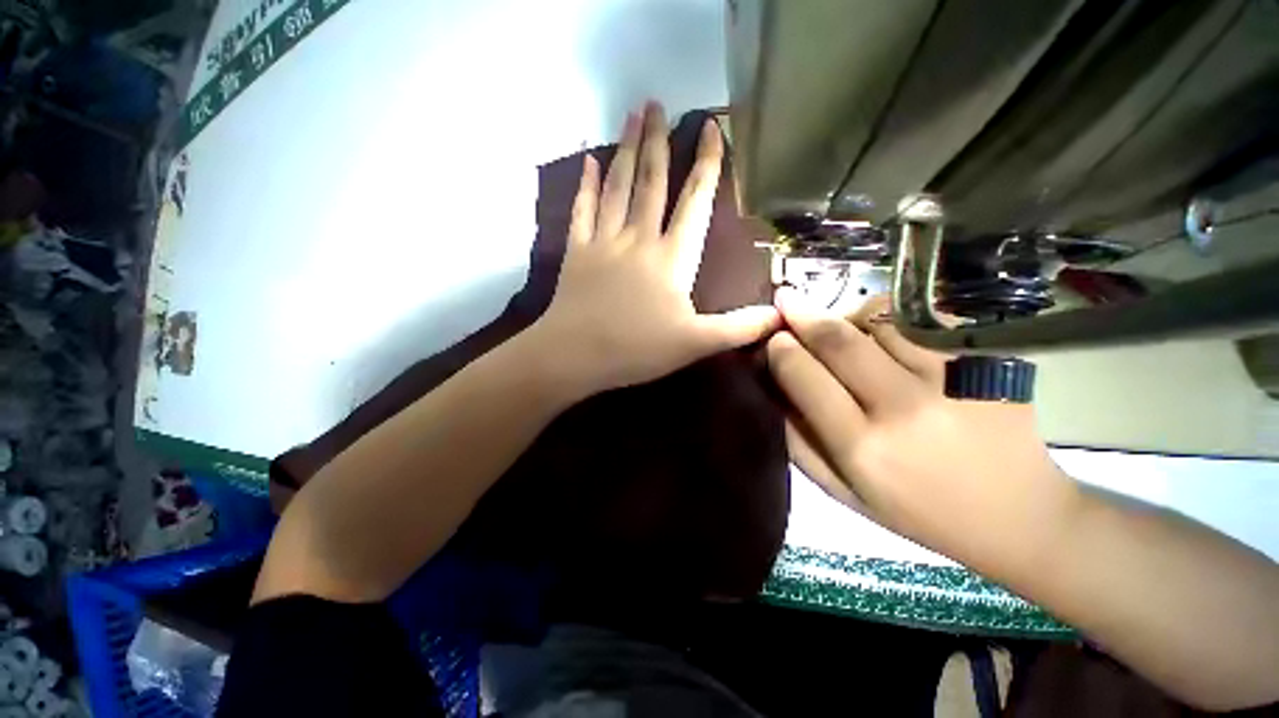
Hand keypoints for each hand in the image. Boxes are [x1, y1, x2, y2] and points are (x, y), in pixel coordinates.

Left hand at [532, 101, 779, 395]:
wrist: (576, 354)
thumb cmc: (637, 349)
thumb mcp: (695, 343)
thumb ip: (738, 328)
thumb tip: (781, 315)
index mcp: (671, 258)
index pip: (694, 202)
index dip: (706, 165)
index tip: (711, 126)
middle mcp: (639, 239)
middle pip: (652, 182)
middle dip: (658, 142)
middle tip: (657, 103)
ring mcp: (604, 241)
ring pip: (618, 186)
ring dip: (626, 150)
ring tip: (632, 114)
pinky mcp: (577, 251)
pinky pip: (582, 209)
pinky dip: (585, 184)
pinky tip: (589, 160)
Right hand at [767, 291, 1079, 579]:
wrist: (1020, 517)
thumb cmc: (918, 511)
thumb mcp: (843, 491)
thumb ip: (799, 440)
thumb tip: (773, 388)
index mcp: (862, 447)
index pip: (804, 376)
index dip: (781, 349)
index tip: (773, 339)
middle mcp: (902, 408)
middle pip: (837, 339)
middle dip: (802, 315)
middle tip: (785, 300)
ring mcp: (950, 380)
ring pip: (877, 320)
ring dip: (845, 315)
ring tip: (838, 326)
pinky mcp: (983, 363)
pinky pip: (918, 322)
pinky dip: (886, 320)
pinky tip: (882, 335)